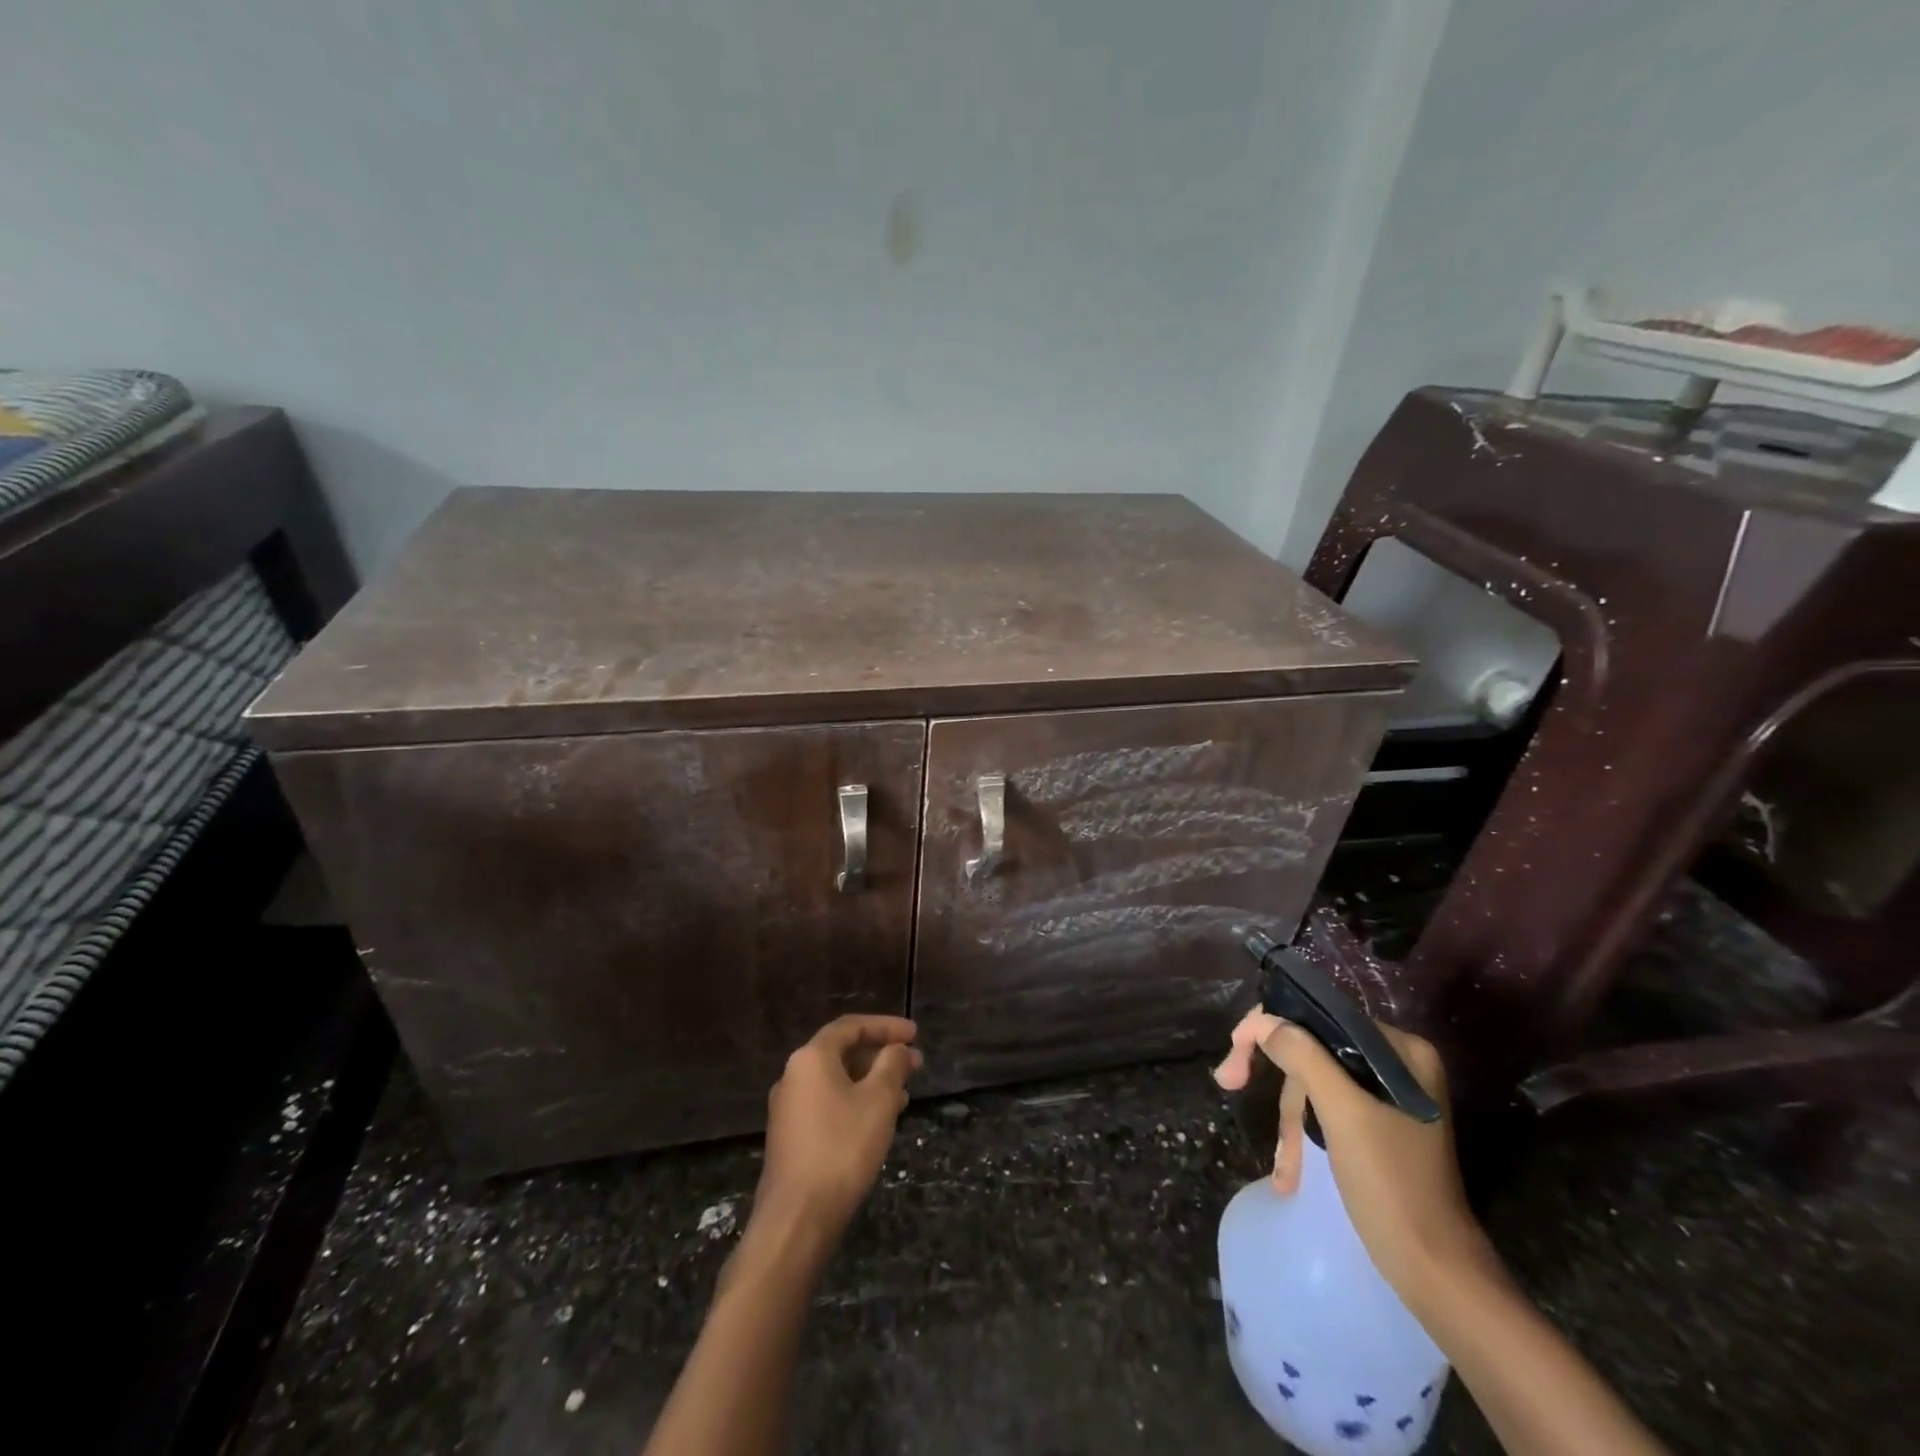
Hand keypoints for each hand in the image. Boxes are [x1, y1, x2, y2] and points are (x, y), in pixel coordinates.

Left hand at [753, 1015, 921, 1247]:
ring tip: (905, 1095)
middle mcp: (794, 1076)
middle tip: (915, 1064)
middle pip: (843, 1052)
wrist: (796, 1218)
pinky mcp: (791, 1138)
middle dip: (881, 1056)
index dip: (886, 1026)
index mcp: (811, 1058)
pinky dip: (856, 1102)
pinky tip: (878, 1121)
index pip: (851, 1026)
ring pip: (837, 1081)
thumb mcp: (878, 1100)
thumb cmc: (842, 1148)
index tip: (915, 1034)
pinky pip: (828, 1105)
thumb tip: (898, 1049)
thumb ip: (892, 1065)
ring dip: (871, 1082)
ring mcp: (789, 1108)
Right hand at [1214, 1010, 1495, 1312]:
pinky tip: (1292, 1174)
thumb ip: (1302, 1056)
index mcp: (1400, 1050)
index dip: (1270, 1029)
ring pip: (1316, 1085)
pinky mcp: (1380, 1127)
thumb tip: (1264, 1021)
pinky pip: (1328, 1112)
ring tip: (1285, 1170)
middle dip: (1281, 1087)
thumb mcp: (1341, 1113)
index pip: (1320, 1017)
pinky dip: (1307, 1137)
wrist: (1435, 1272)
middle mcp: (1397, 1064)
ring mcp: (1389, 1097)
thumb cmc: (1391, 1184)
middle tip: (1229, 1084)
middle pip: (1314, 1051)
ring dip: (1293, 1124)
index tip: (1234, 1055)